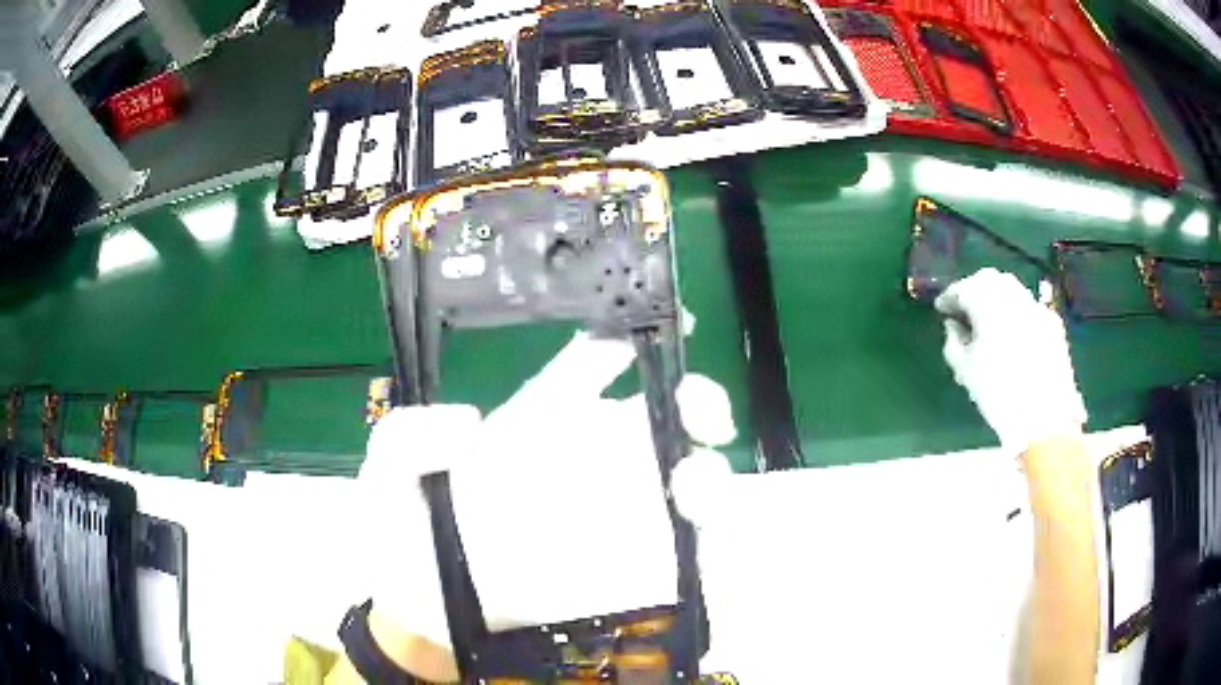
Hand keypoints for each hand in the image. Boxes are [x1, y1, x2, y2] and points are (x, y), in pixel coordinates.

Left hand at [352, 322, 735, 680]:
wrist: (418, 609)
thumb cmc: (401, 528)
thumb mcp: (388, 466)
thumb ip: (411, 434)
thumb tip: (472, 424)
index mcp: (537, 422)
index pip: (591, 366)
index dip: (627, 340)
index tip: (663, 325)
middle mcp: (583, 459)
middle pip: (659, 416)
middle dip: (695, 401)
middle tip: (701, 412)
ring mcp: (607, 515)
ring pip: (681, 478)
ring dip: (706, 473)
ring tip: (692, 483)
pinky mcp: (619, 569)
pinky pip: (677, 549)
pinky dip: (700, 538)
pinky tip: (693, 535)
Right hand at [935, 268, 1086, 453]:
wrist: (1045, 416)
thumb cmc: (998, 393)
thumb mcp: (965, 370)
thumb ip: (954, 342)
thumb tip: (953, 326)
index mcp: (987, 301)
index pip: (962, 288)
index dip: (949, 298)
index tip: (942, 310)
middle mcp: (1012, 294)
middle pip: (989, 280)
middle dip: (974, 290)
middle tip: (965, 310)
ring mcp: (1035, 306)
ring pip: (1011, 289)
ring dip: (997, 298)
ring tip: (989, 321)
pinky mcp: (1052, 322)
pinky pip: (1029, 307)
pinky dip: (1017, 312)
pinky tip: (1014, 333)